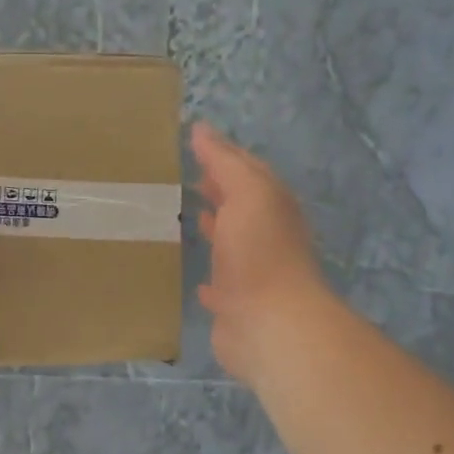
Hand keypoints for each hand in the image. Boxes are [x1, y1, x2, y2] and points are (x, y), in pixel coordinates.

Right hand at [191, 122, 329, 384]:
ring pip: (230, 244)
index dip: (223, 154)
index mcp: (271, 205)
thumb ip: (225, 161)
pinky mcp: (235, 305)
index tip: (192, 142)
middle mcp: (265, 236)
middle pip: (240, 206)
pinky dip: (209, 277)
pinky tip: (195, 279)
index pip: (247, 170)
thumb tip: (201, 129)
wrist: (269, 323)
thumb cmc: (258, 251)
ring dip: (213, 230)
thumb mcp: (247, 192)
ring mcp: (251, 272)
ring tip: (183, 217)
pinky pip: (219, 285)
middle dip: (217, 190)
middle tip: (183, 178)